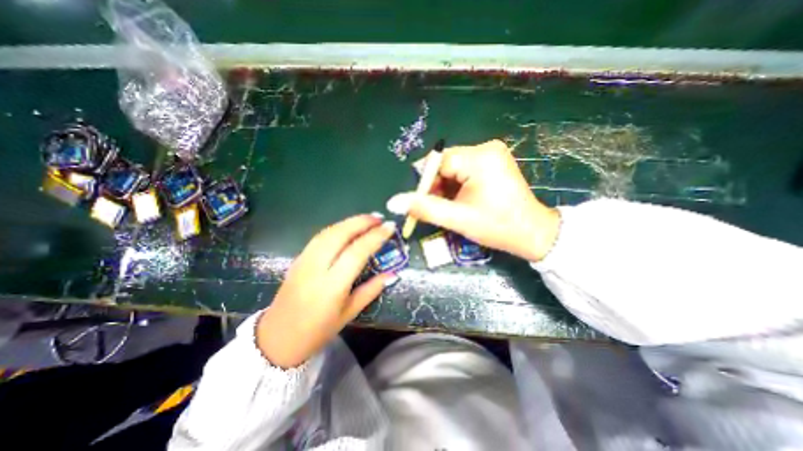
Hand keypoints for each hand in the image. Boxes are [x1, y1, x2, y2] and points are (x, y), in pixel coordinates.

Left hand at [255, 215, 395, 368]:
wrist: (277, 338)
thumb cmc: (318, 330)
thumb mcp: (349, 313)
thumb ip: (371, 290)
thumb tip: (393, 274)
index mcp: (332, 286)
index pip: (357, 252)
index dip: (375, 236)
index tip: (390, 227)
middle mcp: (316, 268)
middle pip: (340, 234)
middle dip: (361, 222)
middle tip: (379, 218)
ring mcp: (304, 260)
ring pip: (328, 231)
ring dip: (349, 222)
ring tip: (367, 220)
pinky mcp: (298, 258)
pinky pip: (320, 237)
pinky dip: (337, 228)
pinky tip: (347, 228)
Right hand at [388, 139, 559, 260]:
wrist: (532, 233)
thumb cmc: (497, 227)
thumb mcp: (458, 219)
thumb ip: (424, 209)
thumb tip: (393, 202)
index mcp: (479, 158)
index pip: (438, 163)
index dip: (426, 184)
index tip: (421, 204)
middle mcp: (485, 148)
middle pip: (445, 164)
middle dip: (436, 187)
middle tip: (437, 208)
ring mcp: (491, 154)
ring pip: (453, 168)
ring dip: (446, 188)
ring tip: (451, 207)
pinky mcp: (493, 162)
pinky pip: (464, 170)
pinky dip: (456, 185)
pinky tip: (460, 201)